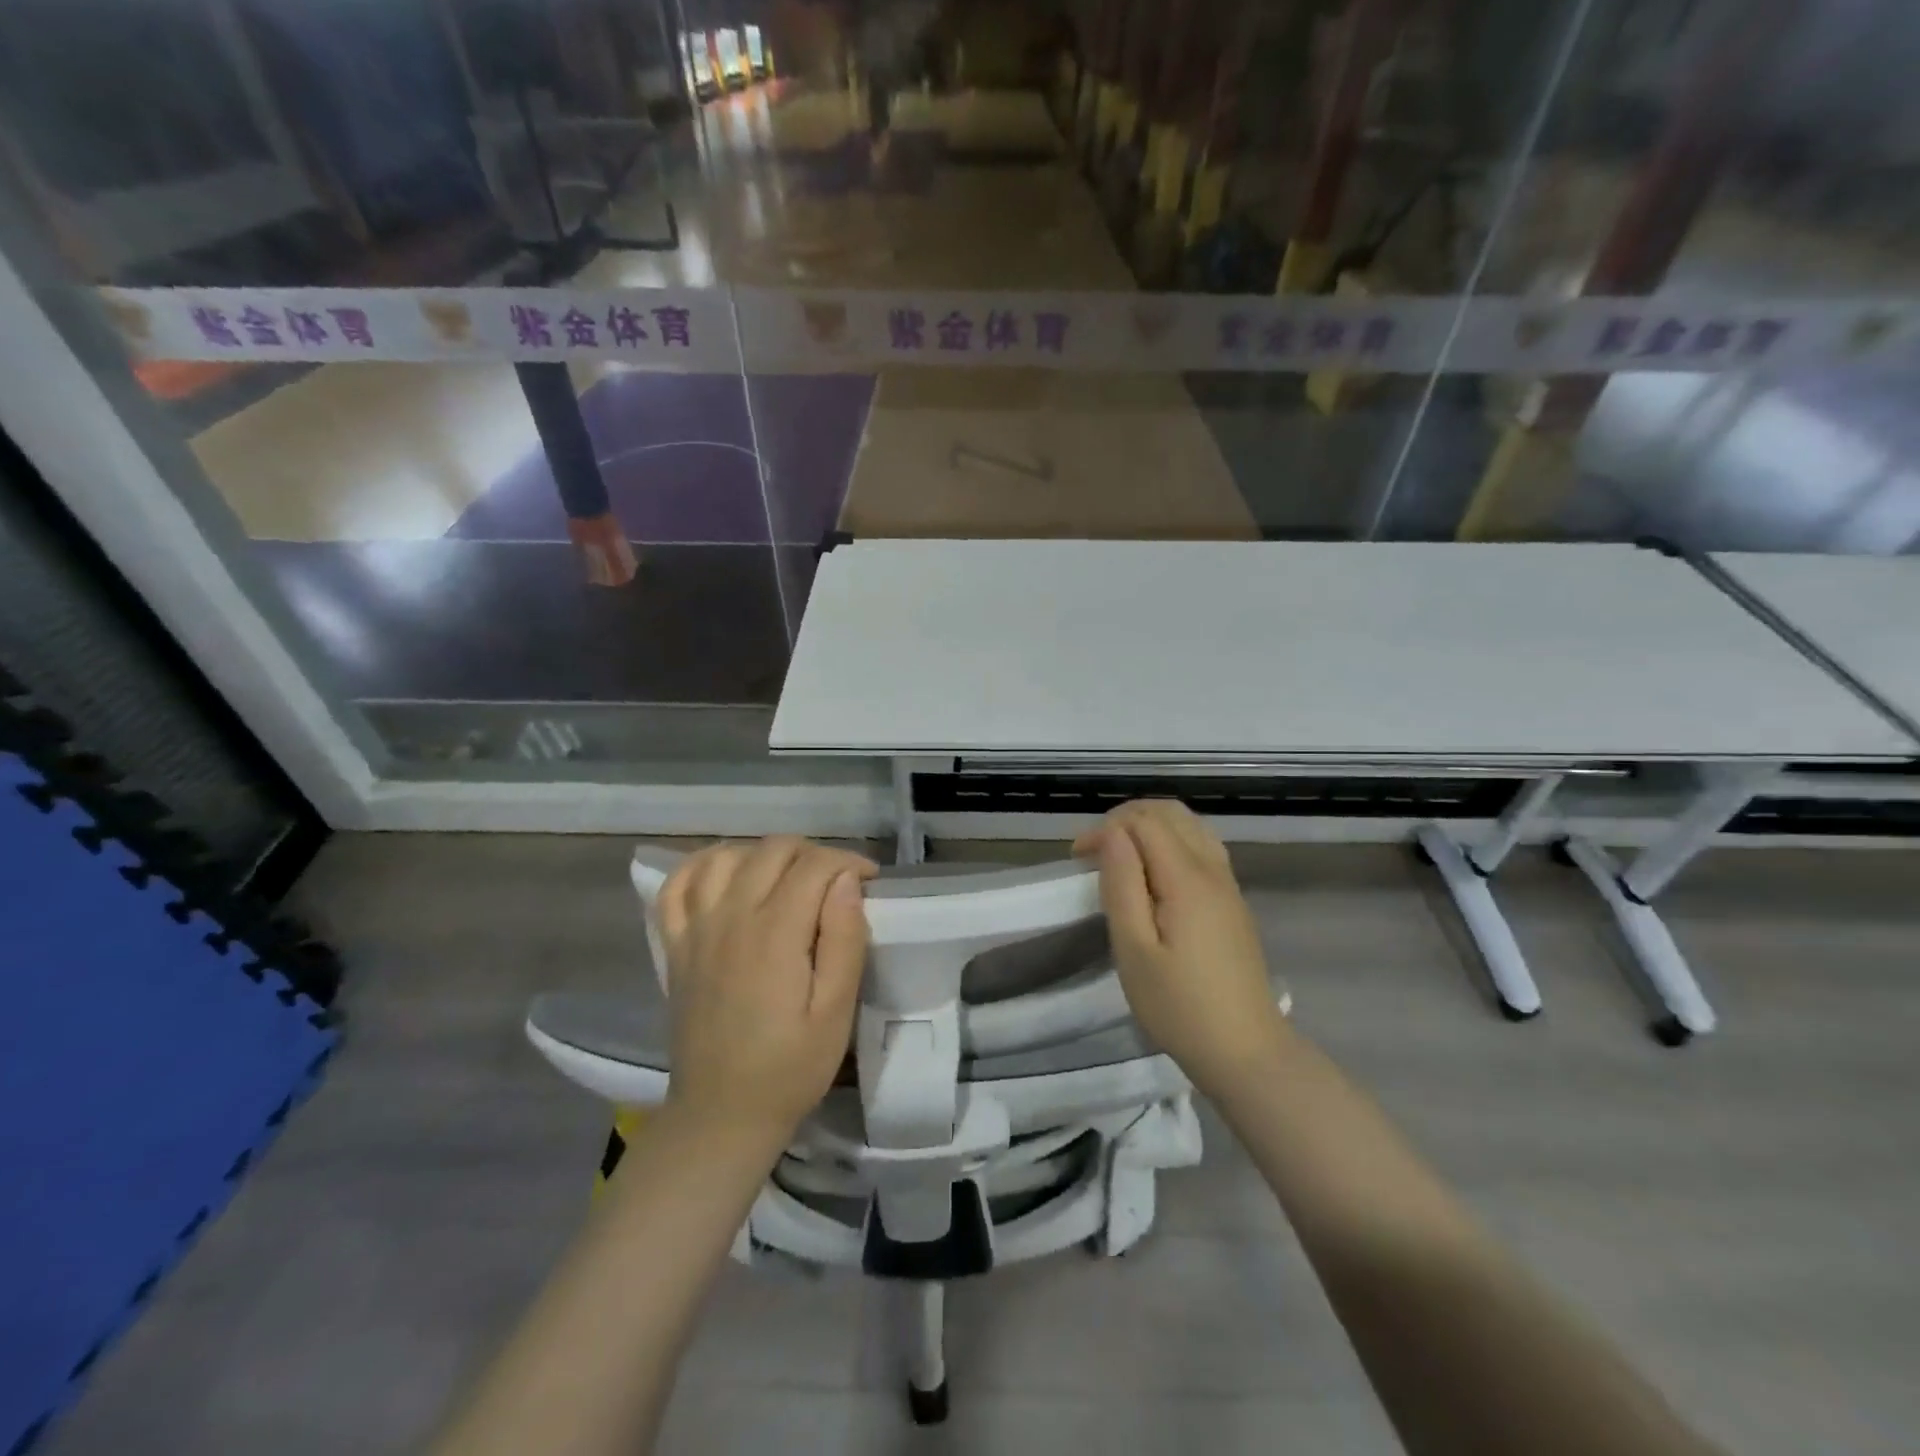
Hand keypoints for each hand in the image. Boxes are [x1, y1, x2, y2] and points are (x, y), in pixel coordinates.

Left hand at [658, 837, 878, 1147]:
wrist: (721, 1114)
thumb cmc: (789, 1067)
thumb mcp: (835, 1012)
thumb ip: (844, 939)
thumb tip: (847, 880)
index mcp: (775, 934)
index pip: (814, 865)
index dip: (849, 862)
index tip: (869, 881)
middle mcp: (731, 917)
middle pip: (772, 850)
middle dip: (813, 853)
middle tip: (836, 883)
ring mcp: (696, 929)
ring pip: (726, 856)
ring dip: (762, 854)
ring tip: (787, 877)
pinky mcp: (676, 945)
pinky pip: (677, 885)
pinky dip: (702, 866)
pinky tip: (726, 874)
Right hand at [1075, 801, 1286, 1099]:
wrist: (1246, 1051)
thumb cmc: (1179, 1006)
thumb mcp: (1134, 949)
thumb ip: (1122, 884)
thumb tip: (1111, 833)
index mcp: (1187, 878)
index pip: (1143, 822)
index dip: (1105, 828)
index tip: (1076, 859)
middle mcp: (1213, 869)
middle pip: (1171, 813)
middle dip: (1126, 818)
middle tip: (1094, 850)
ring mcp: (1228, 884)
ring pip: (1190, 826)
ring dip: (1150, 827)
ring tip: (1119, 856)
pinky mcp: (1232, 901)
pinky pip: (1202, 847)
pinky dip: (1171, 842)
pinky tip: (1152, 873)